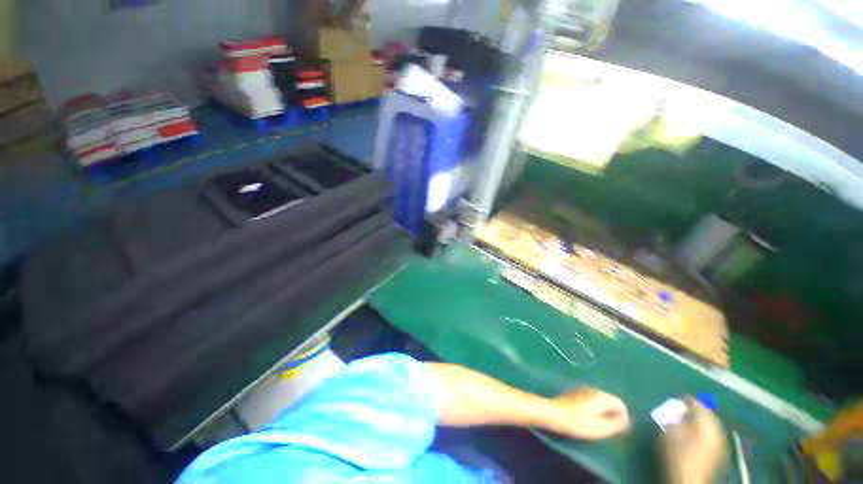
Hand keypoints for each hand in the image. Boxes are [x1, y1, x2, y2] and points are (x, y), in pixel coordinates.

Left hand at [549, 386, 630, 439]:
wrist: (553, 413)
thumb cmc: (578, 422)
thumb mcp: (601, 428)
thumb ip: (617, 424)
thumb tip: (626, 420)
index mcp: (602, 395)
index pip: (621, 404)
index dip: (622, 418)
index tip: (616, 429)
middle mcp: (593, 389)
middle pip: (610, 401)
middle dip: (612, 414)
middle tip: (605, 428)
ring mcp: (583, 389)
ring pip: (600, 401)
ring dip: (602, 412)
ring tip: (595, 424)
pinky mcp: (575, 392)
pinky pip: (590, 400)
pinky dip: (592, 408)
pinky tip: (585, 417)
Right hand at [661, 396, 725, 483]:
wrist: (690, 481)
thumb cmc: (678, 455)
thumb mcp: (669, 434)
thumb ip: (672, 420)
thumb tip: (674, 413)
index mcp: (706, 425)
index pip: (699, 406)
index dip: (688, 400)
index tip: (679, 396)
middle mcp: (716, 431)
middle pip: (709, 415)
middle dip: (698, 410)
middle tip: (685, 407)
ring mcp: (720, 443)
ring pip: (712, 425)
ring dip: (702, 420)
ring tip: (689, 419)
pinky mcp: (718, 453)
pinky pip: (712, 435)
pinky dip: (705, 430)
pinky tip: (696, 432)